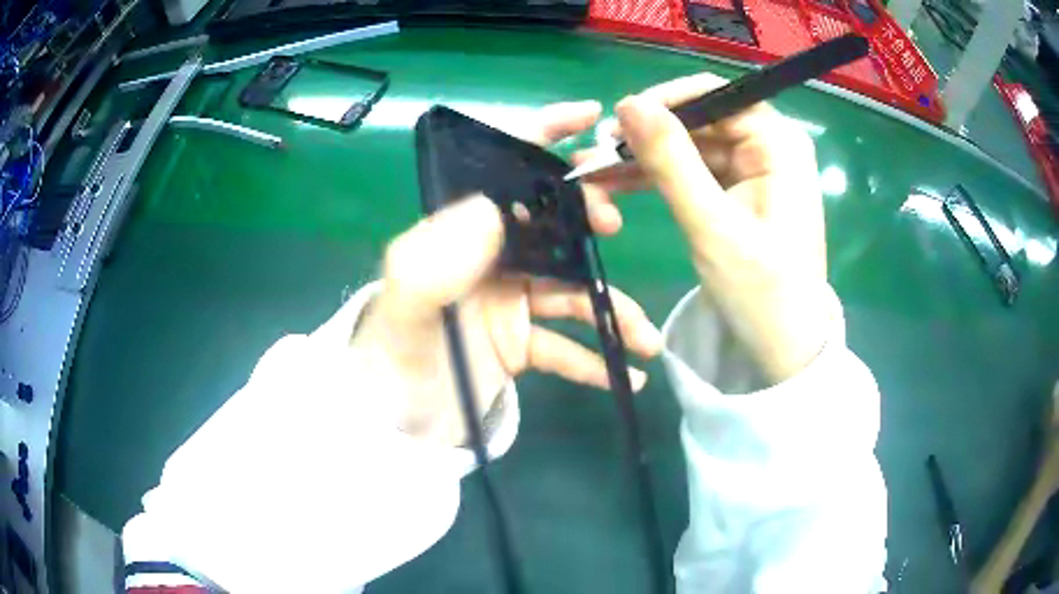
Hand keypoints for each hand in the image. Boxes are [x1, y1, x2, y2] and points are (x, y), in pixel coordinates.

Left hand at [351, 102, 662, 446]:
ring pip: (571, 293)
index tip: (590, 116)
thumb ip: (433, 263)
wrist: (390, 428)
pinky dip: (595, 361)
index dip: (543, 135)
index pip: (502, 171)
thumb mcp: (402, 314)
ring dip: (613, 312)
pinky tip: (626, 377)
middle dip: (588, 219)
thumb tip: (493, 208)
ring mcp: (509, 304)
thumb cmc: (389, 367)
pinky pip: (566, 348)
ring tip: (647, 340)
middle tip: (614, 228)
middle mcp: (489, 261)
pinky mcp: (520, 346)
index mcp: (458, 238)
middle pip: (551, 225)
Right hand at [575, 74, 837, 382]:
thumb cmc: (760, 291)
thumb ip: (671, 160)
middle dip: (649, 135)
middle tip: (597, 154)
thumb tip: (629, 103)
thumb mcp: (711, 224)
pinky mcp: (741, 189)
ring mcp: (755, 167)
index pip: (714, 95)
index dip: (662, 102)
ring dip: (646, 157)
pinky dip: (660, 177)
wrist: (784, 346)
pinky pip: (694, 169)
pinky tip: (621, 184)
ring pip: (691, 144)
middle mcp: (770, 144)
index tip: (616, 123)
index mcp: (778, 142)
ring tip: (596, 171)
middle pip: (700, 119)